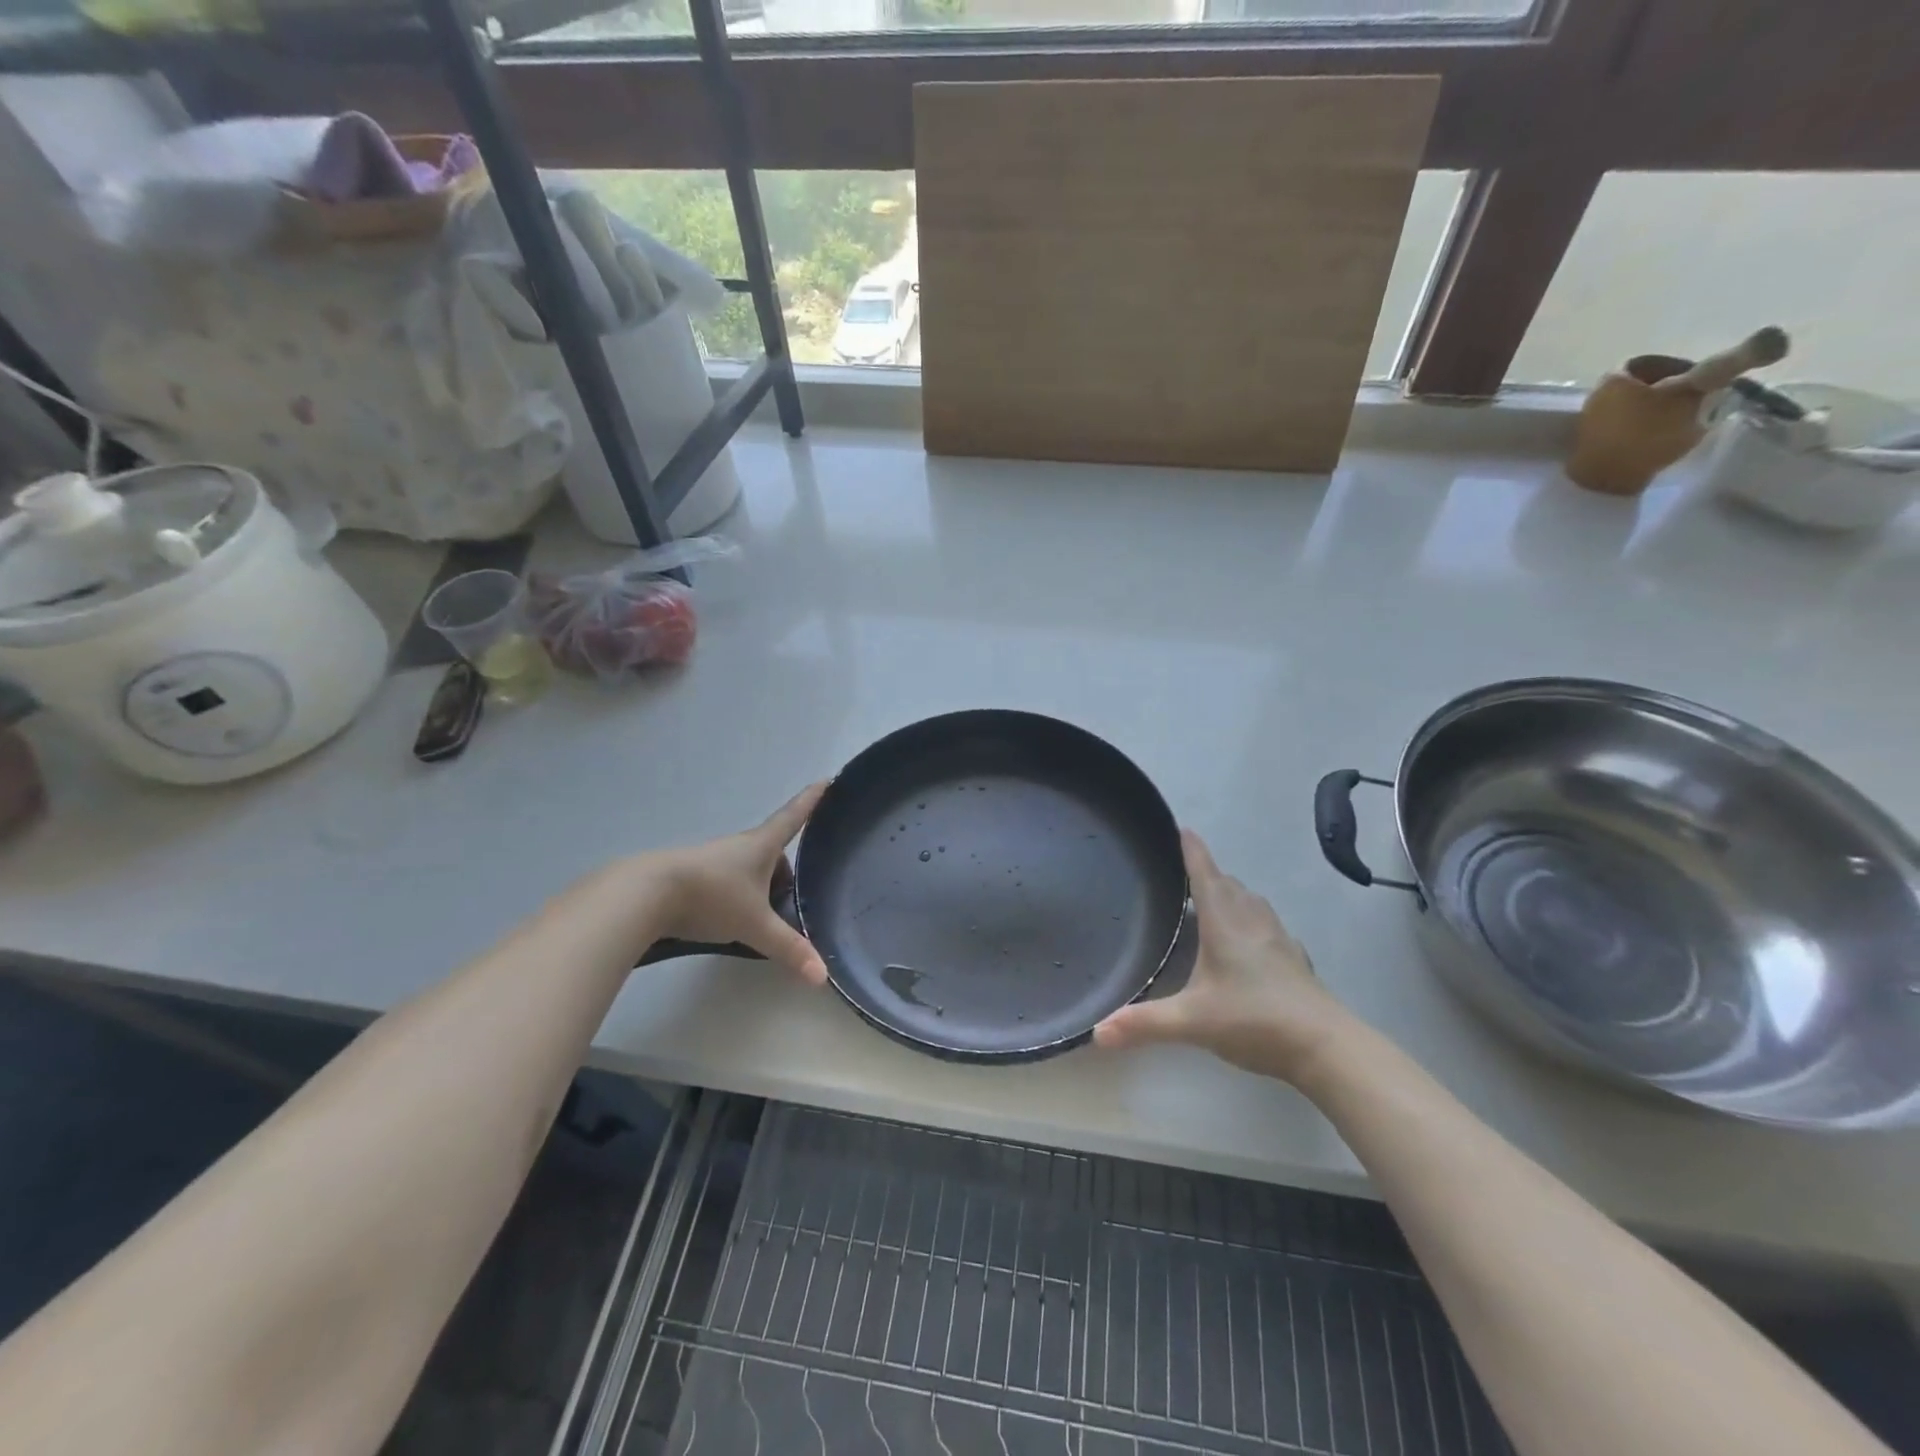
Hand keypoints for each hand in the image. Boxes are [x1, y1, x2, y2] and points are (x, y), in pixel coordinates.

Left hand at [628, 783, 829, 984]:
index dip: (812, 800)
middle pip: (772, 851)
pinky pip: (727, 882)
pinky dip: (737, 897)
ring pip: (749, 869)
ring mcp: (714, 860)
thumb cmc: (712, 897)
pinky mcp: (692, 876)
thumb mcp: (755, 925)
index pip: (794, 817)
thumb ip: (788, 949)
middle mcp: (739, 846)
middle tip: (793, 897)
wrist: (645, 894)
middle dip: (785, 871)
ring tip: (762, 918)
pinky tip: (730, 922)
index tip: (826, 780)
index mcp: (762, 846)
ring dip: (759, 887)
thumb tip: (822, 976)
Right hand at [1093, 831, 1354, 1081]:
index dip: (1191, 849)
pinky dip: (1249, 920)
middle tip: (1181, 873)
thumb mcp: (1192, 1022)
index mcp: (1224, 922)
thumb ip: (1144, 1023)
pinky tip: (1245, 943)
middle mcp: (1251, 920)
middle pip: (1227, 883)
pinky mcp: (1293, 958)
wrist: (1326, 1047)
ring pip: (1250, 901)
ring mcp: (1277, 938)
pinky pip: (1265, 924)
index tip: (1181, 828)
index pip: (1204, 873)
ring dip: (1229, 893)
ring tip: (1209, 902)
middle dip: (1205, 873)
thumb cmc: (1255, 1020)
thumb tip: (1096, 1032)